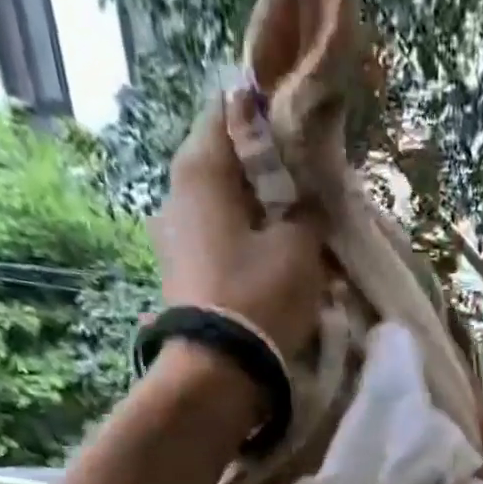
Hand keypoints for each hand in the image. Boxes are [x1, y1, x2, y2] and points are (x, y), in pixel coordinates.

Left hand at [147, 96, 325, 365]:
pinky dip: (245, 246)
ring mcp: (174, 239)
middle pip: (227, 164)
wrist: (219, 374)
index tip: (304, 138)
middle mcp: (176, 194)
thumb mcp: (300, 247)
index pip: (232, 109)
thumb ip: (308, 211)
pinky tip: (274, 265)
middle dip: (268, 173)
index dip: (271, 117)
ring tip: (296, 234)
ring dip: (259, 216)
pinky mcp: (181, 276)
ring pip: (224, 208)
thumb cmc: (259, 297)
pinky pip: (219, 244)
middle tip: (308, 191)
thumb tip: (309, 200)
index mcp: (199, 168)